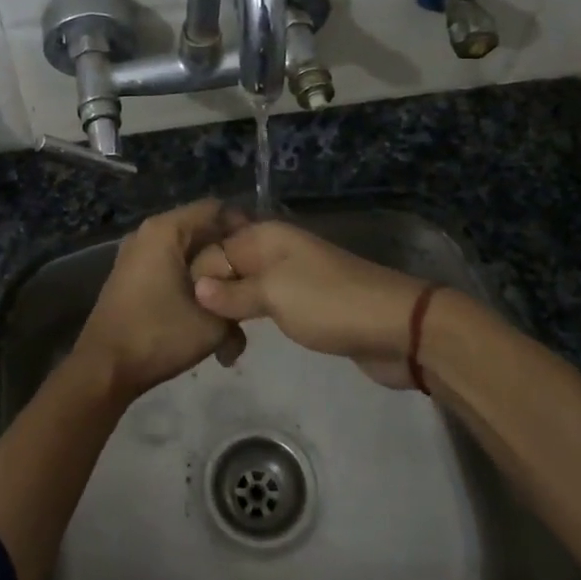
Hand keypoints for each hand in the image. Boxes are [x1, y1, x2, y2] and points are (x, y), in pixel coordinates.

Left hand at [70, 199, 243, 397]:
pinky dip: (192, 284)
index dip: (244, 227)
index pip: (216, 209)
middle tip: (254, 281)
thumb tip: (249, 292)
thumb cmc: (159, 336)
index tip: (264, 255)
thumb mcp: (214, 322)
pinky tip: (209, 314)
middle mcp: (148, 234)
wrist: (105, 369)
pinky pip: (171, 268)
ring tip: (234, 303)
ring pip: (187, 254)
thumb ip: (238, 298)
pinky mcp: (131, 277)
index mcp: (165, 230)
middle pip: (201, 231)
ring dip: (211, 276)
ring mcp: (136, 255)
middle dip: (229, 257)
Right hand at [189, 219, 429, 385]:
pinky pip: (265, 306)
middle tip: (198, 333)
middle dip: (210, 295)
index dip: (197, 278)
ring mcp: (291, 277)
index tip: (185, 312)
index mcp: (265, 236)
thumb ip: (233, 292)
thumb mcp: (274, 295)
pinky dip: (250, 320)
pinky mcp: (304, 303)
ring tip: (216, 343)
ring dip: (229, 311)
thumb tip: (196, 288)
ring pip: (246, 288)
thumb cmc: (329, 304)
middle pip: (228, 267)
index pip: (214, 250)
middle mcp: (275, 250)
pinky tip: (237, 341)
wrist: (395, 327)